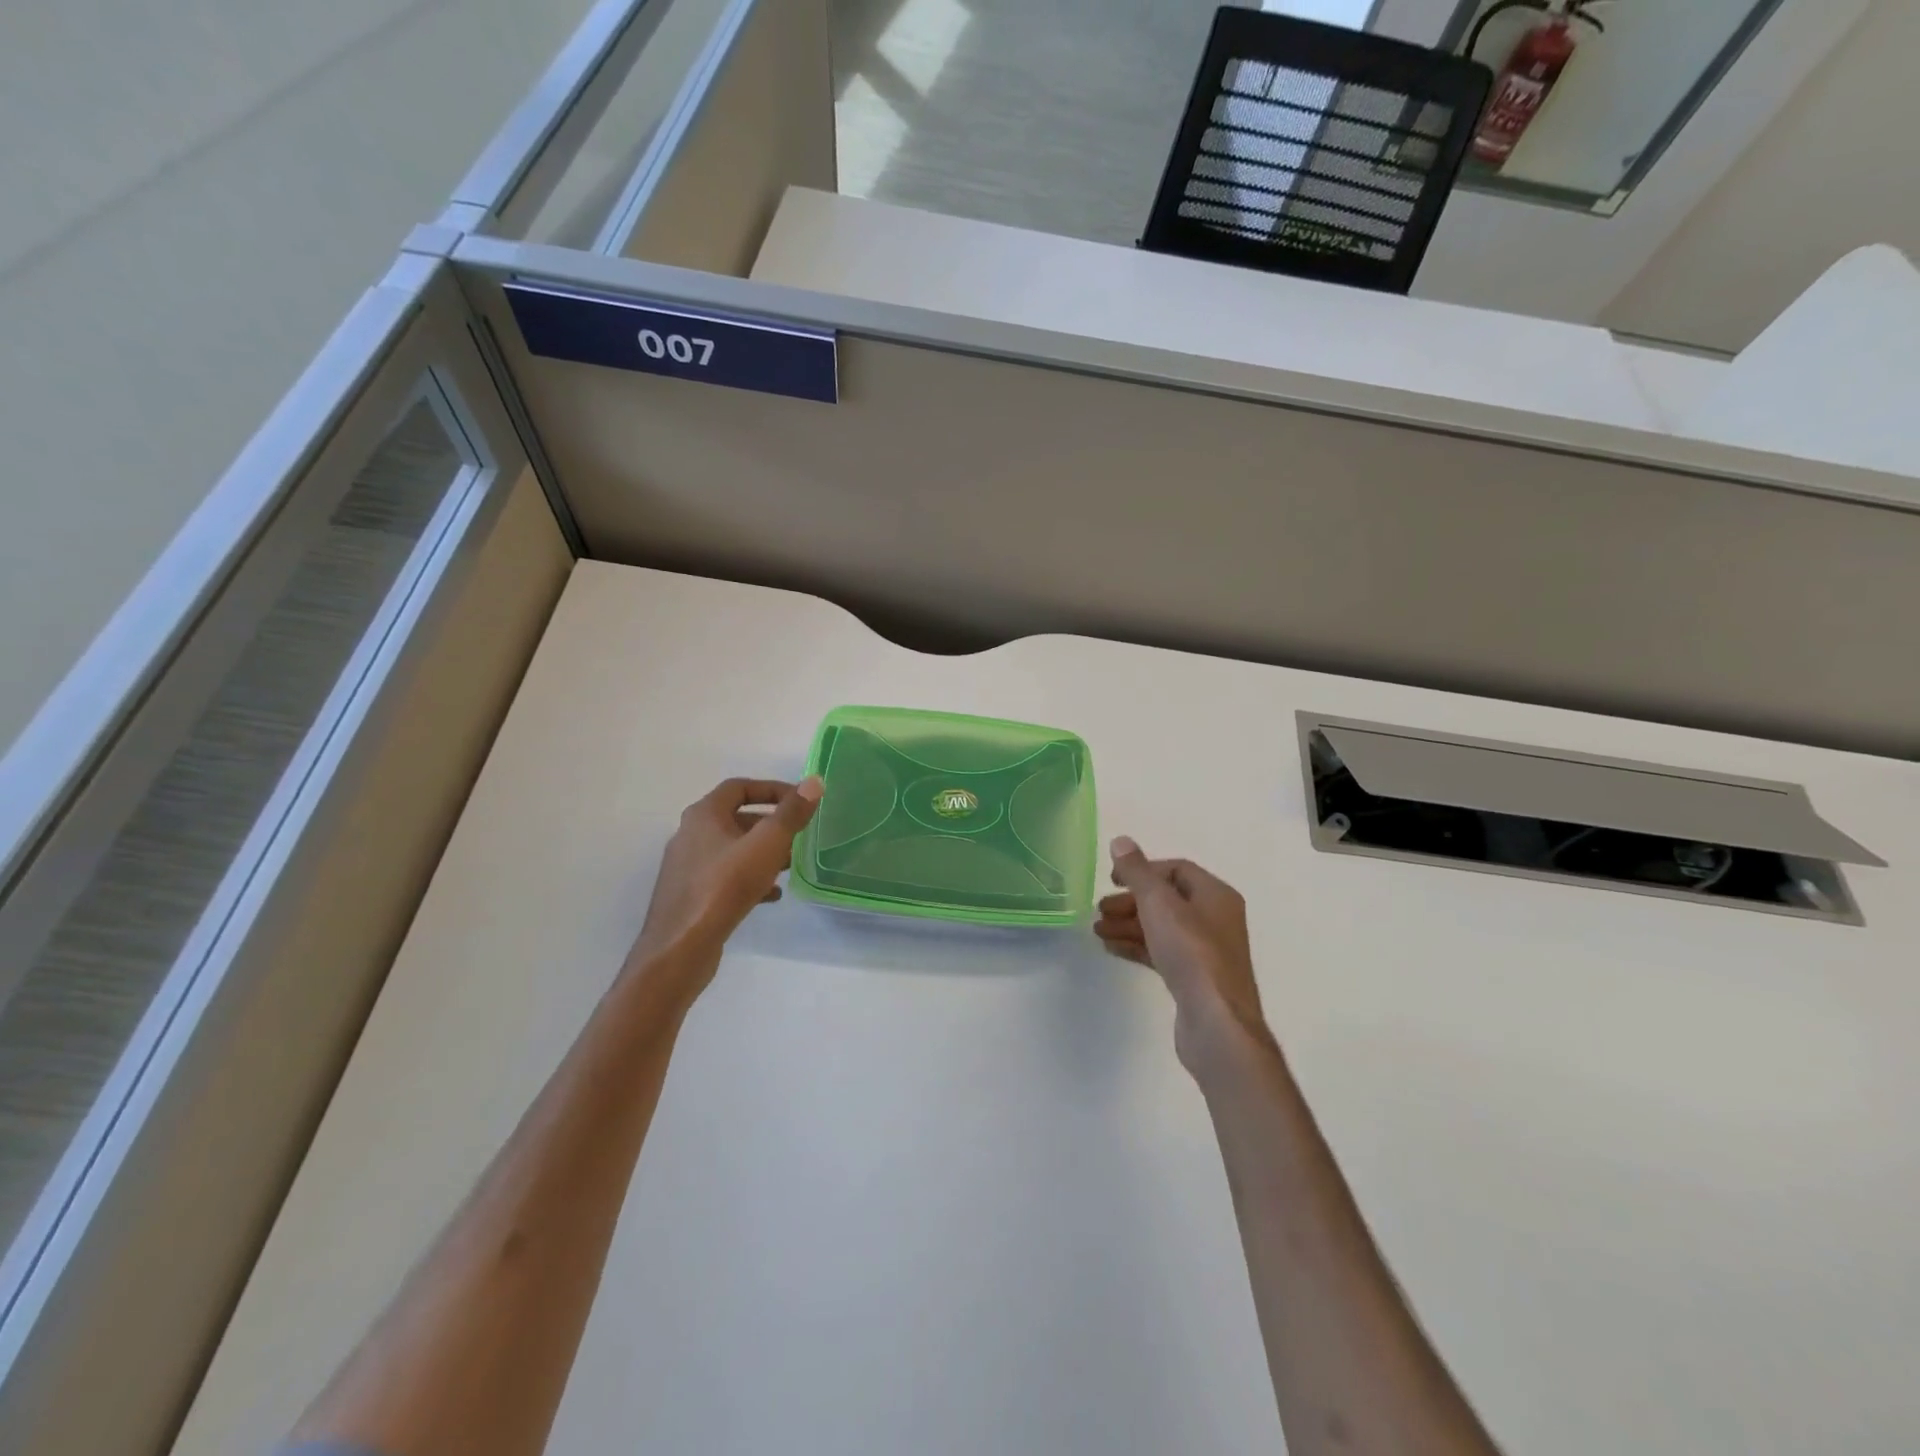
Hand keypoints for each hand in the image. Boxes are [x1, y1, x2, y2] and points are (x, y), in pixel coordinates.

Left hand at [626, 777, 822, 997]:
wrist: (681, 948)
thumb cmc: (725, 886)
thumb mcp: (767, 844)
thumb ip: (791, 813)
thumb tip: (813, 782)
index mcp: (703, 815)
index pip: (739, 787)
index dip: (771, 789)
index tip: (798, 801)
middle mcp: (689, 835)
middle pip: (735, 818)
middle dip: (770, 825)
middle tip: (797, 835)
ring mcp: (687, 867)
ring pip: (732, 849)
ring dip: (761, 853)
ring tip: (789, 865)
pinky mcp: (690, 895)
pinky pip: (725, 876)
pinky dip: (749, 878)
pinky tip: (771, 895)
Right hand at [1094, 836, 1275, 1077]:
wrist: (1216, 1022)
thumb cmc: (1191, 953)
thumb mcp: (1159, 904)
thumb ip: (1137, 872)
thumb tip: (1121, 841)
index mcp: (1215, 895)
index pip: (1176, 870)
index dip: (1142, 870)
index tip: (1112, 880)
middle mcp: (1216, 919)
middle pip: (1167, 899)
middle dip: (1131, 902)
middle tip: (1100, 910)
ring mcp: (1207, 951)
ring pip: (1162, 928)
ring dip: (1129, 925)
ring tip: (1097, 931)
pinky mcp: (1195, 979)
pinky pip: (1162, 952)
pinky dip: (1137, 947)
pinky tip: (1112, 949)